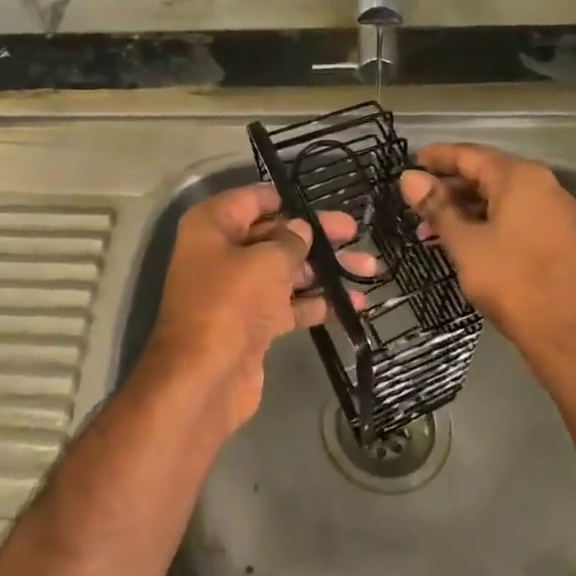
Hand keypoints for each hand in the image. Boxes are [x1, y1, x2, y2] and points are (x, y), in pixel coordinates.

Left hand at [136, 184, 375, 435]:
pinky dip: (316, 303)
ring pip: (285, 271)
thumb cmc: (231, 302)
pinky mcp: (252, 324)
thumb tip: (301, 229)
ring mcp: (236, 290)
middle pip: (274, 235)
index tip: (323, 199)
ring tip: (370, 268)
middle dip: (316, 236)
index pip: (253, 200)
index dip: (288, 198)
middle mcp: (221, 252)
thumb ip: (290, 240)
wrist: (205, 377)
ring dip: (324, 270)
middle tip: (355, 232)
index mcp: (212, 226)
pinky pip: (288, 304)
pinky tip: (353, 304)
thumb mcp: (267, 261)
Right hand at [399, 143, 575, 379]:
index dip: (437, 157)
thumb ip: (437, 207)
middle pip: (487, 173)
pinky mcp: (560, 235)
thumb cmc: (512, 282)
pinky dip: (487, 220)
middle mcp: (543, 185)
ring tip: (431, 228)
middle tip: (415, 203)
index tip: (408, 162)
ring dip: (465, 208)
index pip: (469, 154)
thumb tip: (409, 178)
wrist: (569, 333)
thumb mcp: (465, 243)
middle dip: (448, 187)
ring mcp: (555, 211)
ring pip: (501, 197)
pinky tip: (464, 240)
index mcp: (520, 178)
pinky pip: (516, 215)